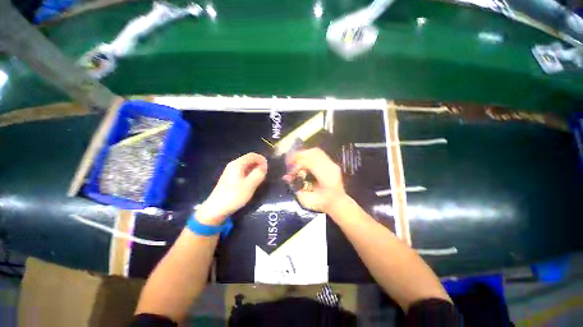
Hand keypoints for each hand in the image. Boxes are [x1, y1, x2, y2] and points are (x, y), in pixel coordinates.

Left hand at [196, 153, 267, 224]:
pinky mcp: (230, 178)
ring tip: (260, 178)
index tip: (268, 167)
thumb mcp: (250, 185)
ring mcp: (230, 172)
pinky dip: (250, 173)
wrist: (216, 209)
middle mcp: (233, 165)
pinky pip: (243, 171)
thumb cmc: (234, 196)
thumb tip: (264, 166)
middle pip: (249, 160)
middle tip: (265, 173)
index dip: (261, 159)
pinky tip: (252, 182)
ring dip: (255, 169)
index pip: (252, 155)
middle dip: (259, 164)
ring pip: (246, 166)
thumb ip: (258, 174)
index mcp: (237, 164)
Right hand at [283, 148, 346, 212]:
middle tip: (289, 162)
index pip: (310, 163)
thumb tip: (287, 178)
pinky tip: (302, 160)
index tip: (289, 168)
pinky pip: (318, 153)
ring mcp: (332, 164)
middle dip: (299, 156)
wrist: (338, 203)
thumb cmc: (323, 204)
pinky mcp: (331, 163)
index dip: (298, 163)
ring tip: (294, 160)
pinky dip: (308, 154)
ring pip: (316, 151)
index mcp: (326, 179)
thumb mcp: (307, 202)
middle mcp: (331, 168)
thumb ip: (296, 189)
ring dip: (303, 154)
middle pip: (313, 154)